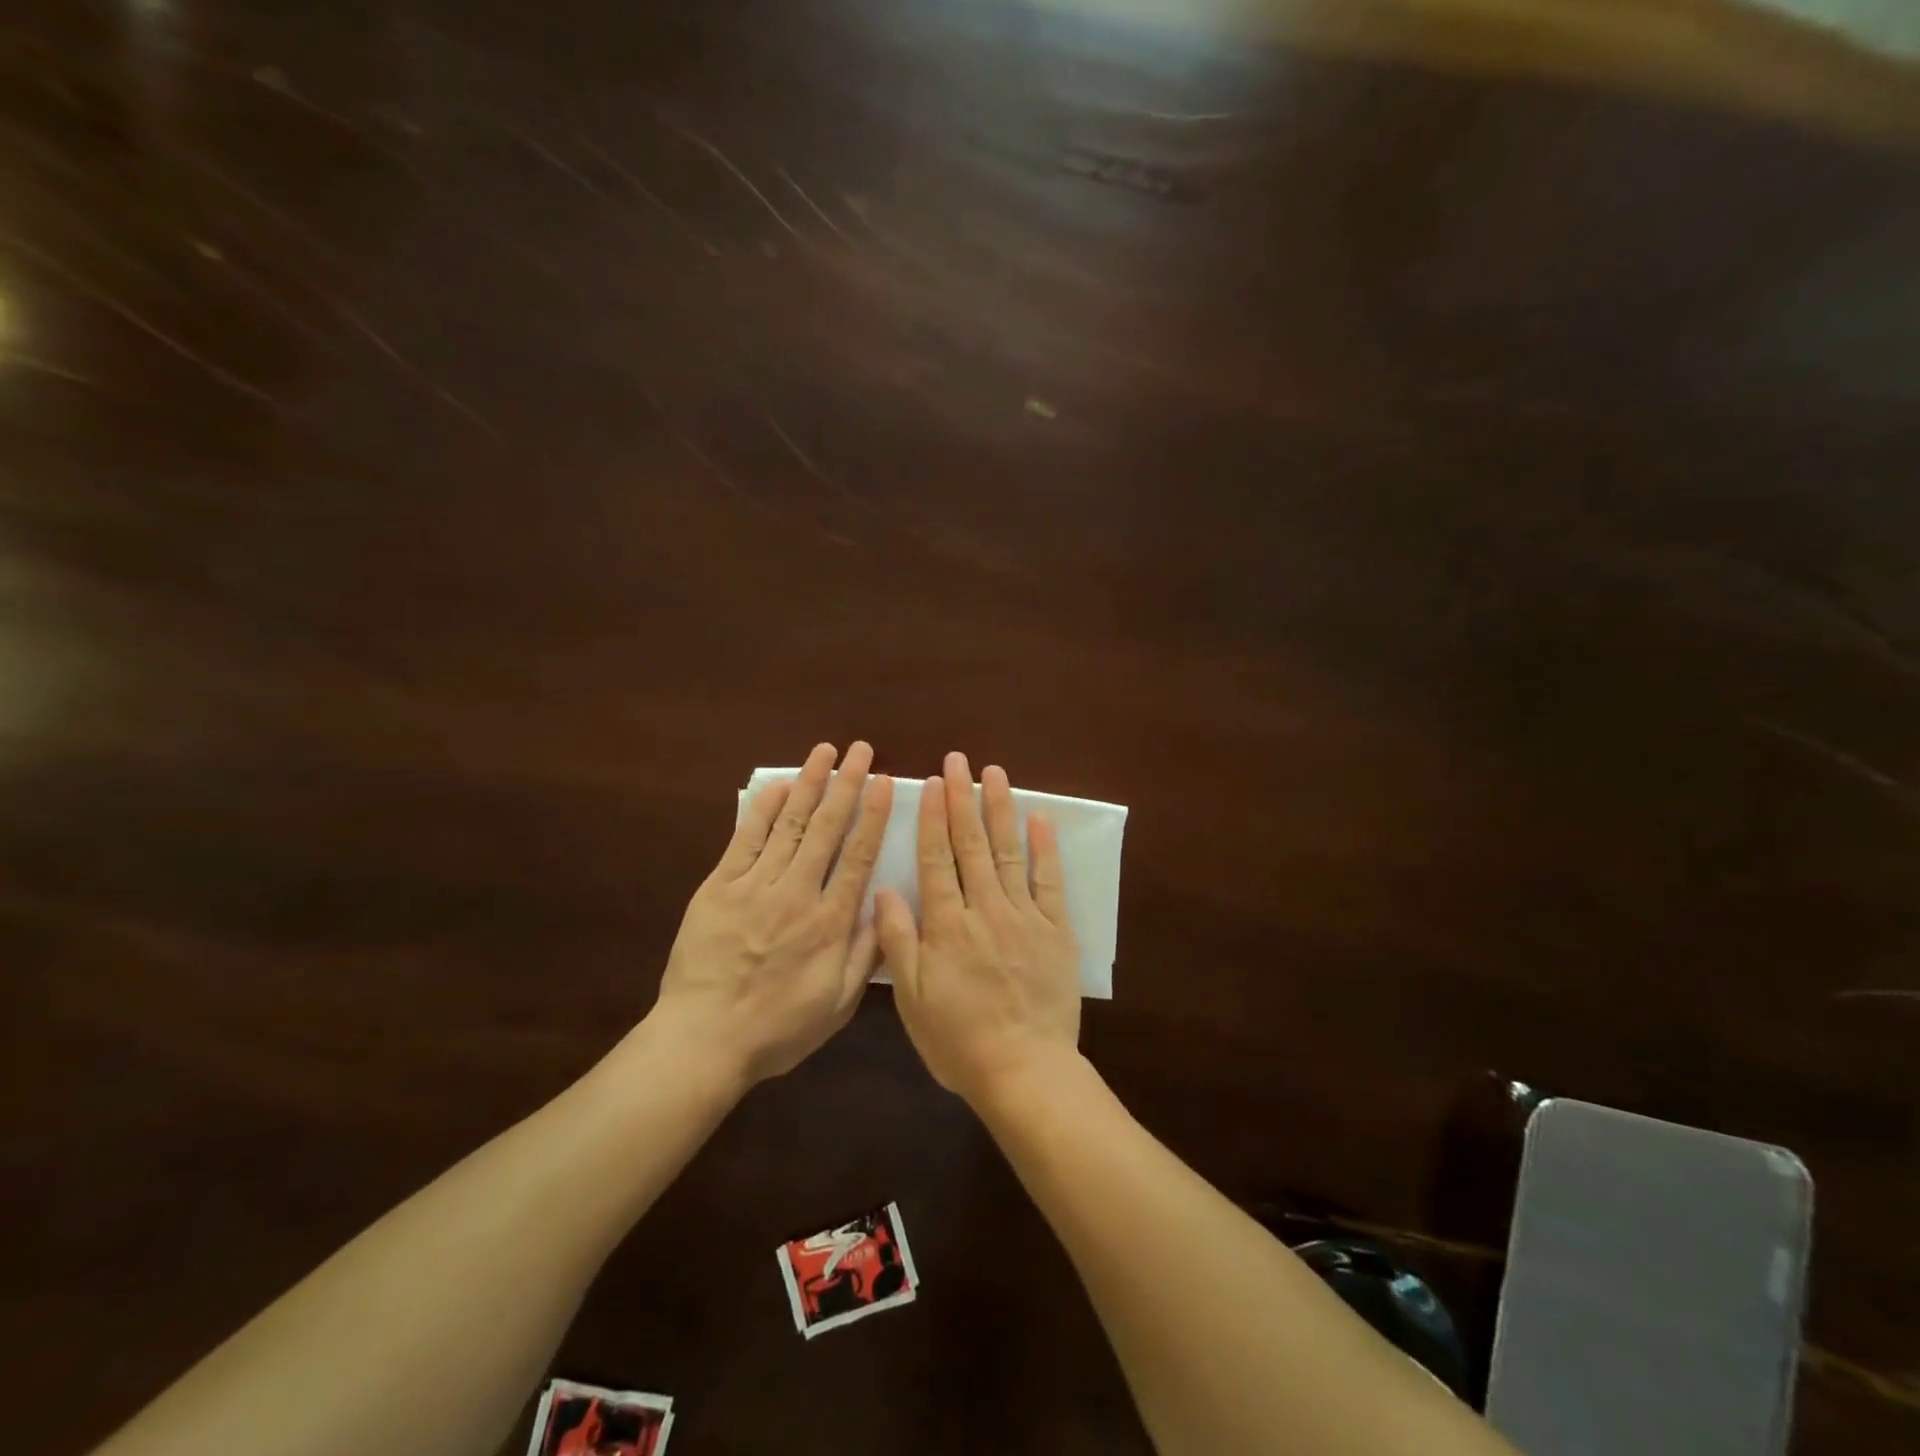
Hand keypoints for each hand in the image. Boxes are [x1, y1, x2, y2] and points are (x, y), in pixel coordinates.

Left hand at [654, 742, 893, 1083]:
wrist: (703, 1040)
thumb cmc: (777, 1029)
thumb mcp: (837, 1005)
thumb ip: (865, 955)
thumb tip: (885, 908)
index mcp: (830, 922)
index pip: (859, 855)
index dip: (873, 814)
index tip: (883, 781)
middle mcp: (798, 893)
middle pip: (827, 828)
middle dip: (846, 784)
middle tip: (860, 749)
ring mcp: (755, 886)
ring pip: (789, 824)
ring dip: (810, 784)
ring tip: (825, 751)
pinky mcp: (720, 887)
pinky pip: (745, 840)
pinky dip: (763, 809)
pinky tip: (779, 785)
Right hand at [875, 751, 1080, 1104]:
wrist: (1025, 1070)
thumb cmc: (959, 1040)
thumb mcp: (914, 998)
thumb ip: (898, 941)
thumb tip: (884, 889)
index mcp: (946, 925)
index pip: (936, 858)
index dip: (931, 818)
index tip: (930, 783)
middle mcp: (985, 909)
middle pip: (971, 845)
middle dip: (962, 799)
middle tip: (959, 761)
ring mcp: (1024, 916)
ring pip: (1009, 852)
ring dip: (1000, 810)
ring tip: (995, 774)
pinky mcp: (1055, 930)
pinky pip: (1049, 881)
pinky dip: (1045, 848)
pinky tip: (1040, 818)